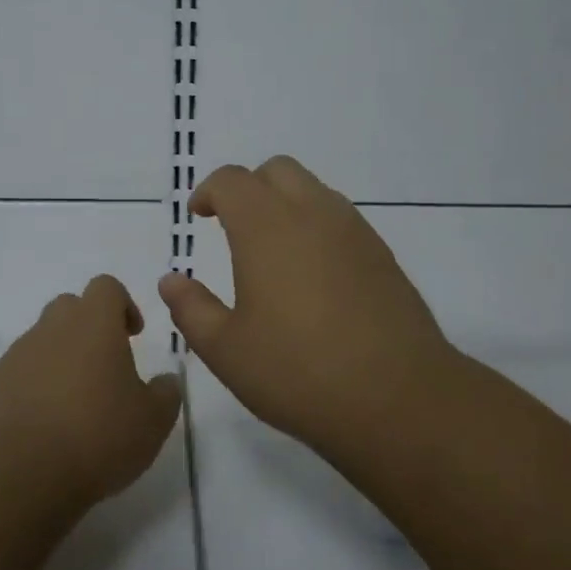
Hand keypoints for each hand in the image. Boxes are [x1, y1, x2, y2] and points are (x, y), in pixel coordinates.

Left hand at [0, 275, 182, 506]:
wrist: (21, 471)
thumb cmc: (98, 435)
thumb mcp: (152, 420)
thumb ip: (165, 393)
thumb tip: (166, 381)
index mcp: (94, 323)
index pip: (106, 287)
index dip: (122, 304)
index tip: (133, 335)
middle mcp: (53, 328)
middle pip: (70, 307)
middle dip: (89, 328)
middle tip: (105, 366)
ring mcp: (18, 355)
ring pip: (43, 340)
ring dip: (61, 358)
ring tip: (77, 403)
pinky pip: (21, 372)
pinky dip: (36, 386)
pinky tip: (48, 425)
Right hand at [158, 156, 457, 450]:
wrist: (399, 398)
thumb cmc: (298, 372)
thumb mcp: (226, 350)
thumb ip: (192, 309)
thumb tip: (172, 280)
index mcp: (266, 227)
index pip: (232, 180)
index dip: (209, 191)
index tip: (199, 216)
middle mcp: (312, 214)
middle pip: (277, 170)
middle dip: (249, 188)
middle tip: (233, 226)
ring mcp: (354, 231)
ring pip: (314, 190)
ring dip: (285, 204)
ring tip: (273, 252)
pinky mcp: (382, 255)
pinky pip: (341, 219)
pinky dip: (316, 227)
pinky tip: (312, 276)